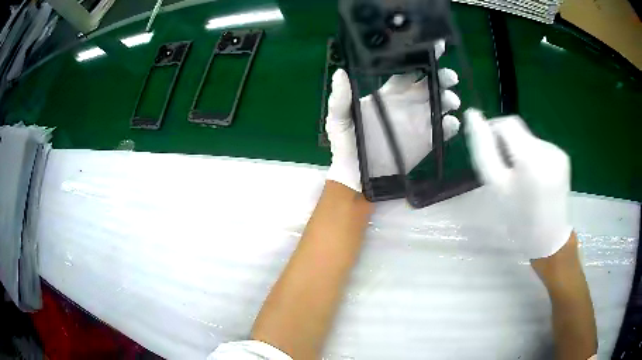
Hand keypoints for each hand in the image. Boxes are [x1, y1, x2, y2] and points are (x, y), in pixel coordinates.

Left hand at [325, 40, 461, 192]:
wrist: (357, 177)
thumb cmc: (346, 146)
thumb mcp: (338, 120)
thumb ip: (340, 99)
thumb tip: (340, 73)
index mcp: (388, 93)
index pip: (407, 70)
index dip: (419, 59)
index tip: (431, 51)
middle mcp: (407, 103)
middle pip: (429, 84)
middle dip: (441, 77)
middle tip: (449, 77)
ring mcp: (419, 121)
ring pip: (440, 103)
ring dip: (448, 98)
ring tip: (451, 101)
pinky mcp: (427, 141)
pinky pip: (443, 130)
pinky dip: (450, 125)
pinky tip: (449, 124)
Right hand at [464, 109, 572, 258]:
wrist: (548, 238)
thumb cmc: (518, 217)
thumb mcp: (495, 186)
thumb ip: (483, 149)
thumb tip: (473, 115)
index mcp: (530, 157)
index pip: (506, 124)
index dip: (493, 130)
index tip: (489, 151)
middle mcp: (547, 148)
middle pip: (518, 129)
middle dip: (507, 144)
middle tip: (504, 171)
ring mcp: (558, 152)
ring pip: (529, 138)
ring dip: (520, 151)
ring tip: (521, 178)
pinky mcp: (563, 157)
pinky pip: (541, 147)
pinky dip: (533, 156)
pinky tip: (534, 178)